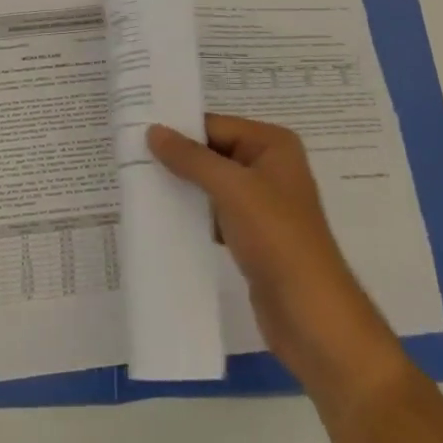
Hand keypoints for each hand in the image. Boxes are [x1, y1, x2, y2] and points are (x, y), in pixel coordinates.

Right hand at [149, 114, 405, 403]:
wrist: (312, 316)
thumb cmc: (277, 238)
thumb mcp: (232, 190)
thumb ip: (191, 158)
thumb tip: (153, 130)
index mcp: (273, 144)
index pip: (216, 125)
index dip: (179, 130)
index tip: (136, 134)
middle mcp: (270, 167)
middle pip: (213, 153)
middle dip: (177, 159)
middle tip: (130, 160)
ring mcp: (262, 204)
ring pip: (212, 185)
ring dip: (182, 188)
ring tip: (138, 186)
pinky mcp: (253, 236)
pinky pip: (215, 214)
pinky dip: (193, 216)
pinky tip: (162, 220)